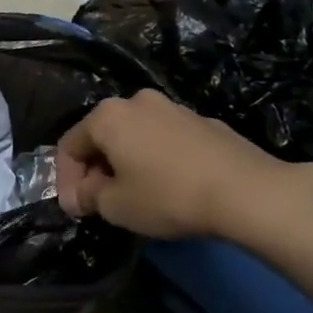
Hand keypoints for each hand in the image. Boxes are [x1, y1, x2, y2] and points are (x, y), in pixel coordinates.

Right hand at [57, 89, 312, 241]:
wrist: (246, 191)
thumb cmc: (168, 196)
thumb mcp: (115, 206)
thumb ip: (89, 196)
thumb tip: (83, 193)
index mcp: (107, 116)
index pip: (69, 146)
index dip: (66, 181)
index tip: (76, 210)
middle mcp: (137, 101)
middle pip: (102, 137)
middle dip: (95, 170)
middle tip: (101, 203)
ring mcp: (173, 107)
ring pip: (134, 136)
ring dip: (126, 163)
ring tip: (135, 195)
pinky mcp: (203, 121)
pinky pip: (164, 140)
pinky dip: (156, 159)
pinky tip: (169, 186)